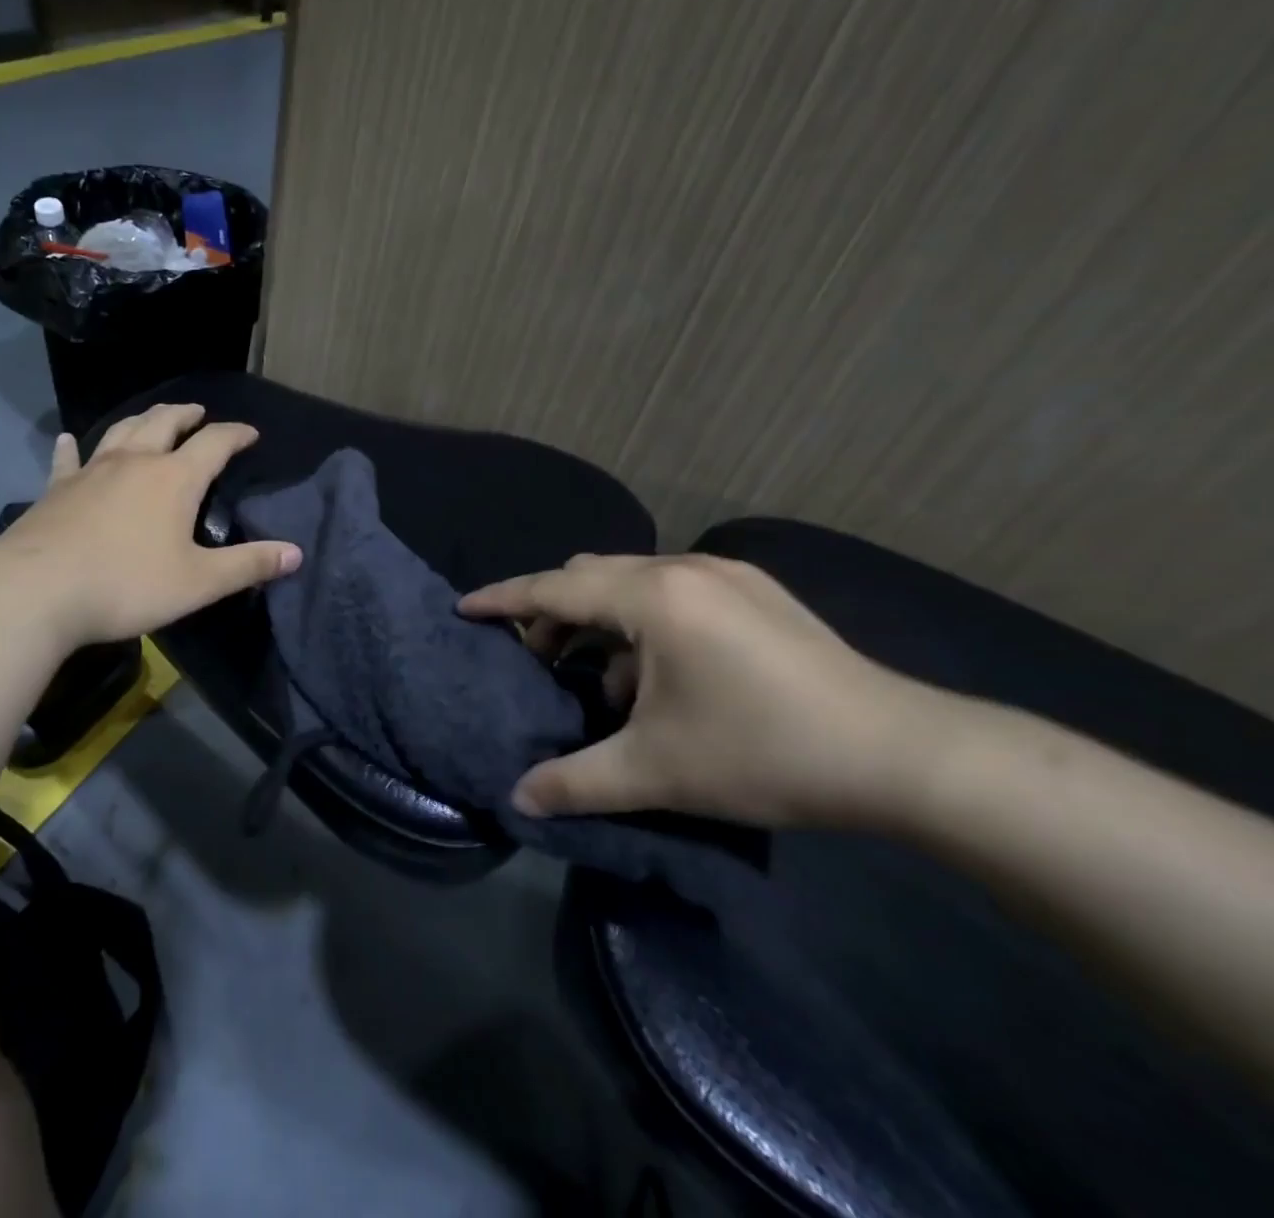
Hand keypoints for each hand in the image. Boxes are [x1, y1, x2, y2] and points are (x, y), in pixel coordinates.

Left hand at [0, 404, 301, 646]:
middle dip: (186, 415)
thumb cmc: (127, 585)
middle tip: (199, 413)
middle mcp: (135, 462)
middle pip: (164, 423)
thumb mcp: (199, 582)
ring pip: (121, 431)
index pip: (215, 443)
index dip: (236, 434)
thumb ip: (249, 565)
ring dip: (142, 420)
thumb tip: (296, 553)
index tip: (250, 433)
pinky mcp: (56, 488)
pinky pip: (68, 459)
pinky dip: (72, 446)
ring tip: (153, 418)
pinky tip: (69, 439)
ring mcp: (91, 471)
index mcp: (174, 479)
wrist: (37, 591)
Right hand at [458, 553, 950, 829]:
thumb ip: (576, 782)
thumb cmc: (764, 751)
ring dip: (601, 621)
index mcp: (653, 596)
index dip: (503, 599)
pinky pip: (673, 592)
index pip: (554, 588)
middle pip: (590, 575)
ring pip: (633, 582)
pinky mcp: (756, 593)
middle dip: (552, 613)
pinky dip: (645, 624)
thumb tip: (518, 799)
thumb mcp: (657, 771)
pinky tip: (662, 679)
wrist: (903, 754)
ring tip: (602, 680)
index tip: (464, 609)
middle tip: (537, 661)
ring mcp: (726, 576)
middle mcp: (684, 569)